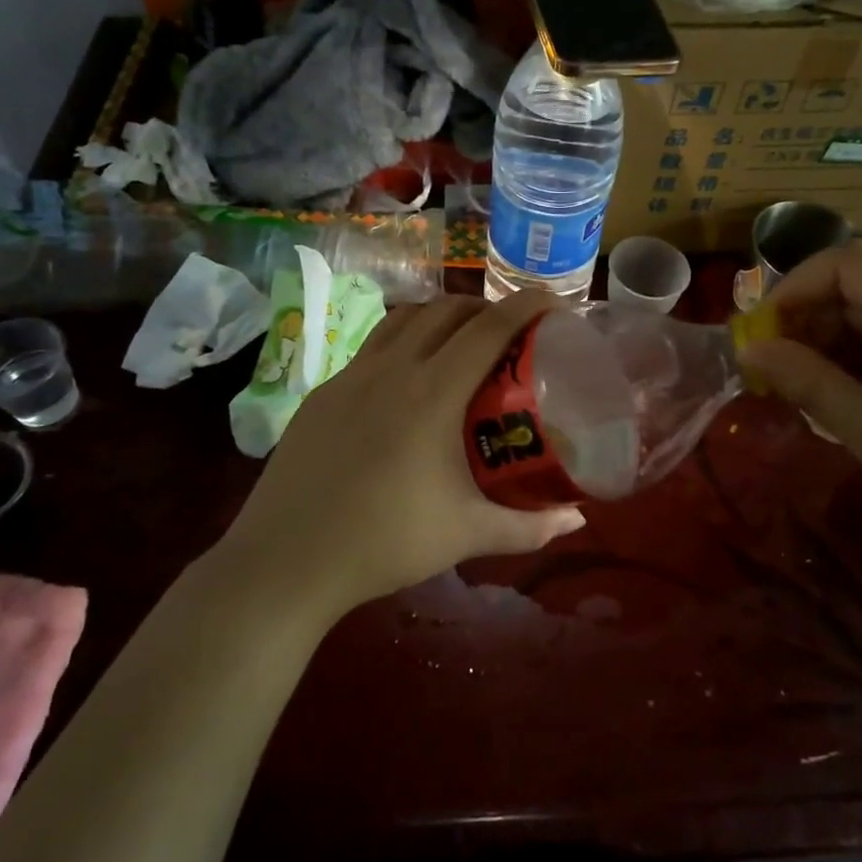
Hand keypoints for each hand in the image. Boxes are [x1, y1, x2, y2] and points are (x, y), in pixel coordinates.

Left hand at [226, 292, 585, 618]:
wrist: (285, 560)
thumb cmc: (384, 543)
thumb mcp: (466, 534)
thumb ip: (528, 527)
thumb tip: (576, 519)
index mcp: (432, 393)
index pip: (488, 329)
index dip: (525, 305)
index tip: (553, 301)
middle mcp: (391, 368)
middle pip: (446, 310)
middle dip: (485, 308)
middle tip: (511, 332)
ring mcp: (350, 376)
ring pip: (404, 318)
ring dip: (441, 317)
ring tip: (461, 343)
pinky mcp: (323, 392)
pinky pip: (372, 347)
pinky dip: (403, 342)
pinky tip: (406, 381)